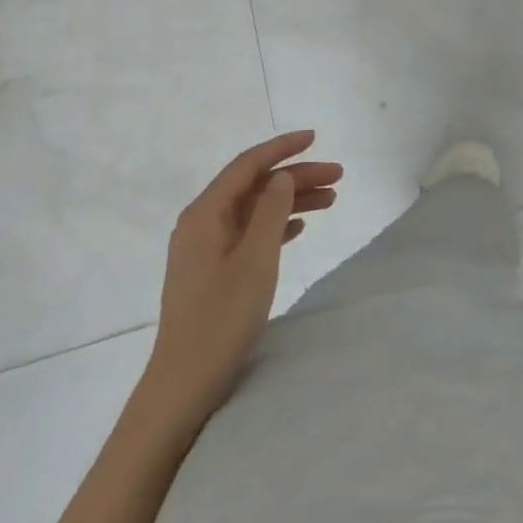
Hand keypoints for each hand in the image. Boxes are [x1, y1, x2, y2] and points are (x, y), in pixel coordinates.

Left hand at [144, 132, 341, 419]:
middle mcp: (202, 222)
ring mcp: (206, 248)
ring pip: (255, 210)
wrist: (184, 384)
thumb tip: (282, 177)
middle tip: (339, 177)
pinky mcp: (213, 270)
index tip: (315, 137)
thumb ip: (271, 211)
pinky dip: (277, 225)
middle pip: (255, 186)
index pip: (248, 165)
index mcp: (205, 213)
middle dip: (296, 177)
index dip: (282, 148)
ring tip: (331, 201)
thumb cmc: (220, 319)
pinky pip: (250, 233)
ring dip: (291, 202)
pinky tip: (301, 227)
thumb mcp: (255, 260)